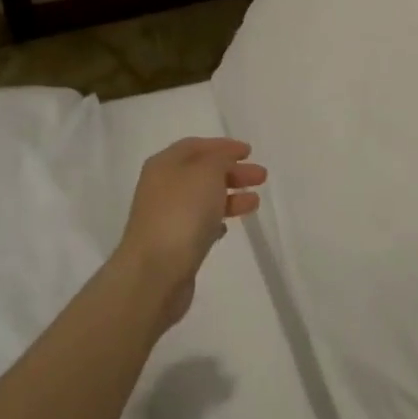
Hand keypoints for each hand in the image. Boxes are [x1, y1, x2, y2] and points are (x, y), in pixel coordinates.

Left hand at [116, 137, 265, 327]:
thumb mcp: (206, 173)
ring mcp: (166, 217)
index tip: (249, 151)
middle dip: (232, 172)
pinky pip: (198, 224)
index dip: (223, 146)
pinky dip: (216, 220)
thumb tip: (223, 162)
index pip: (195, 146)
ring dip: (230, 196)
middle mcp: (162, 187)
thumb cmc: (182, 213)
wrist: (156, 272)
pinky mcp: (174, 244)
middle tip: (261, 176)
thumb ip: (219, 160)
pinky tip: (229, 226)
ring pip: (203, 199)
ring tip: (255, 202)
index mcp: (164, 165)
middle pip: (201, 172)